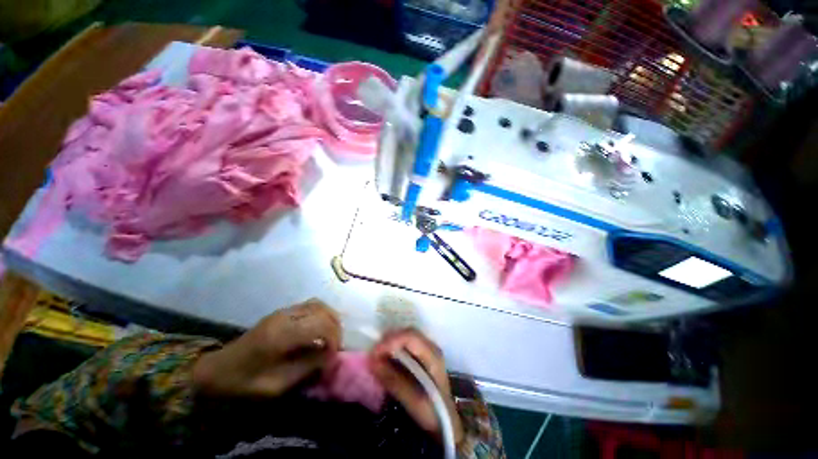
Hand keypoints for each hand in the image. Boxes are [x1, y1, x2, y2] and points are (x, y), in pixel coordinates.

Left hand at [193, 299, 340, 396]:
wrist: (217, 370)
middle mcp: (284, 316)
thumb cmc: (245, 383)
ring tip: (330, 337)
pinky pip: (310, 306)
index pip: (320, 324)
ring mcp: (283, 311)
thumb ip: (307, 368)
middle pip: (322, 310)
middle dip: (335, 327)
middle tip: (335, 346)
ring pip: (318, 304)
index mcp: (281, 335)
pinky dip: (321, 315)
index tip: (333, 356)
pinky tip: (319, 329)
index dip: (334, 338)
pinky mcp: (282, 312)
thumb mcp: (276, 386)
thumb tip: (330, 356)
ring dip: (330, 318)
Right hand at [369, 329, 463, 443]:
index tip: (375, 352)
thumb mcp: (413, 401)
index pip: (411, 337)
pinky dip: (393, 349)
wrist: (445, 420)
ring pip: (405, 337)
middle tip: (373, 354)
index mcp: (433, 355)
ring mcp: (427, 349)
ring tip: (376, 356)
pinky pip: (405, 344)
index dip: (391, 341)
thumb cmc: (432, 412)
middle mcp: (431, 347)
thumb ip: (394, 380)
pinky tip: (385, 358)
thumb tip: (372, 362)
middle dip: (389, 340)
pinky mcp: (421, 355)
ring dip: (390, 343)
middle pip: (408, 333)